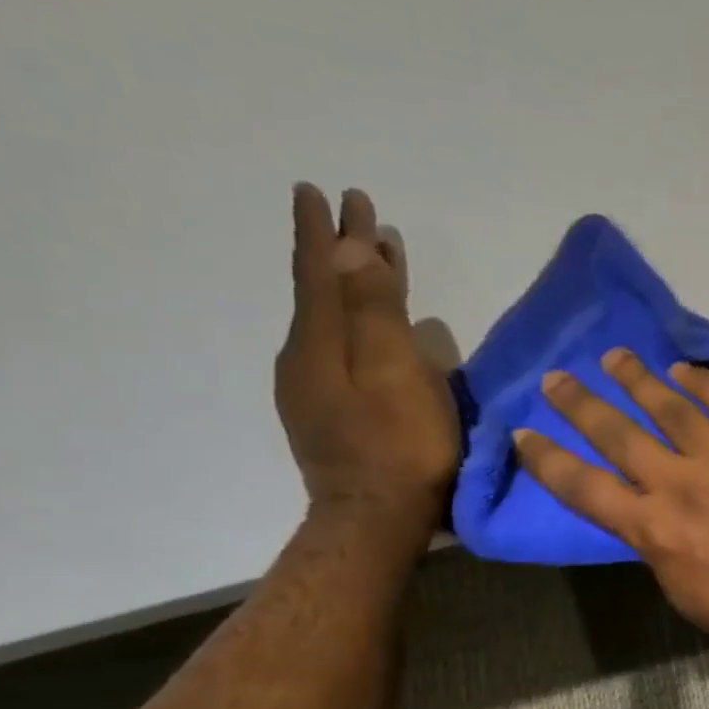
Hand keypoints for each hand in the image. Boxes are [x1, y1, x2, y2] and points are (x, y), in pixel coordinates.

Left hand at [275, 184, 459, 535]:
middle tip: (357, 213)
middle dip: (341, 250)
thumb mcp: (393, 373)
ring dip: (353, 283)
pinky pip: (344, 345)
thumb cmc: (400, 444)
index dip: (324, 233)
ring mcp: (318, 386)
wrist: (377, 517)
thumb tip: (350, 248)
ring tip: (375, 258)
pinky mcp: (335, 409)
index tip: (325, 191)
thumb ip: (374, 312)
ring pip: (335, 318)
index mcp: (321, 343)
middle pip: (325, 291)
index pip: (320, 272)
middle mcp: (309, 356)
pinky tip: (377, 324)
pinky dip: (360, 319)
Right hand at [512, 350, 708, 656]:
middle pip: (618, 434)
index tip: (524, 433)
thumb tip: (647, 509)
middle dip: (581, 404)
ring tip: (616, 356)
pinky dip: (707, 384)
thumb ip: (656, 538)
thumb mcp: (677, 584)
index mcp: (651, 527)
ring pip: (672, 408)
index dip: (548, 460)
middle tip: (558, 377)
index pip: (583, 486)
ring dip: (639, 380)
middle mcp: (679, 483)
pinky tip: (686, 369)